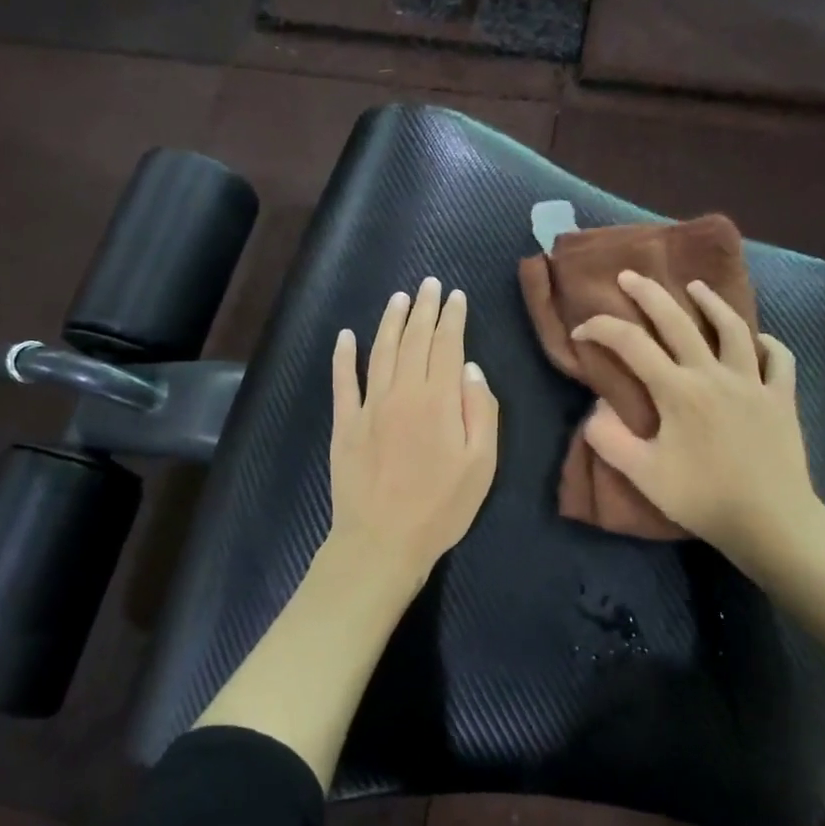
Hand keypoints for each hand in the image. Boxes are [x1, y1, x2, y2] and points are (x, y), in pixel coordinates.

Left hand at [329, 277, 499, 589]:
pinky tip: (346, 336)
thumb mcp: (482, 464)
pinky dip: (344, 356)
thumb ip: (480, 411)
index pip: (447, 345)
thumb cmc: (441, 507)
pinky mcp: (344, 423)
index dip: (452, 318)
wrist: (382, 540)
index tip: (456, 296)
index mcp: (438, 400)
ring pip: (381, 351)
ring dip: (391, 322)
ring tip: (399, 298)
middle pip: (414, 340)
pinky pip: (343, 381)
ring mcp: (369, 406)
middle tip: (429, 284)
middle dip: (424, 309)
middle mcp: (402, 392)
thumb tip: (470, 368)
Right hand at [572, 271, 824, 570]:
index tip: (581, 331)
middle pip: (678, 322)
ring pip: (733, 328)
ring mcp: (753, 382)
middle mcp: (713, 374)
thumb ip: (610, 439)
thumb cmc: (702, 498)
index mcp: (677, 391)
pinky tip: (756, 339)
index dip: (601, 330)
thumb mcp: (643, 475)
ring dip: (711, 303)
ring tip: (696, 287)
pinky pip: (778, 359)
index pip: (631, 345)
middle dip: (649, 294)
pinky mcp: (781, 397)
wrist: (770, 520)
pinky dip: (766, 343)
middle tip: (630, 276)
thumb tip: (595, 408)